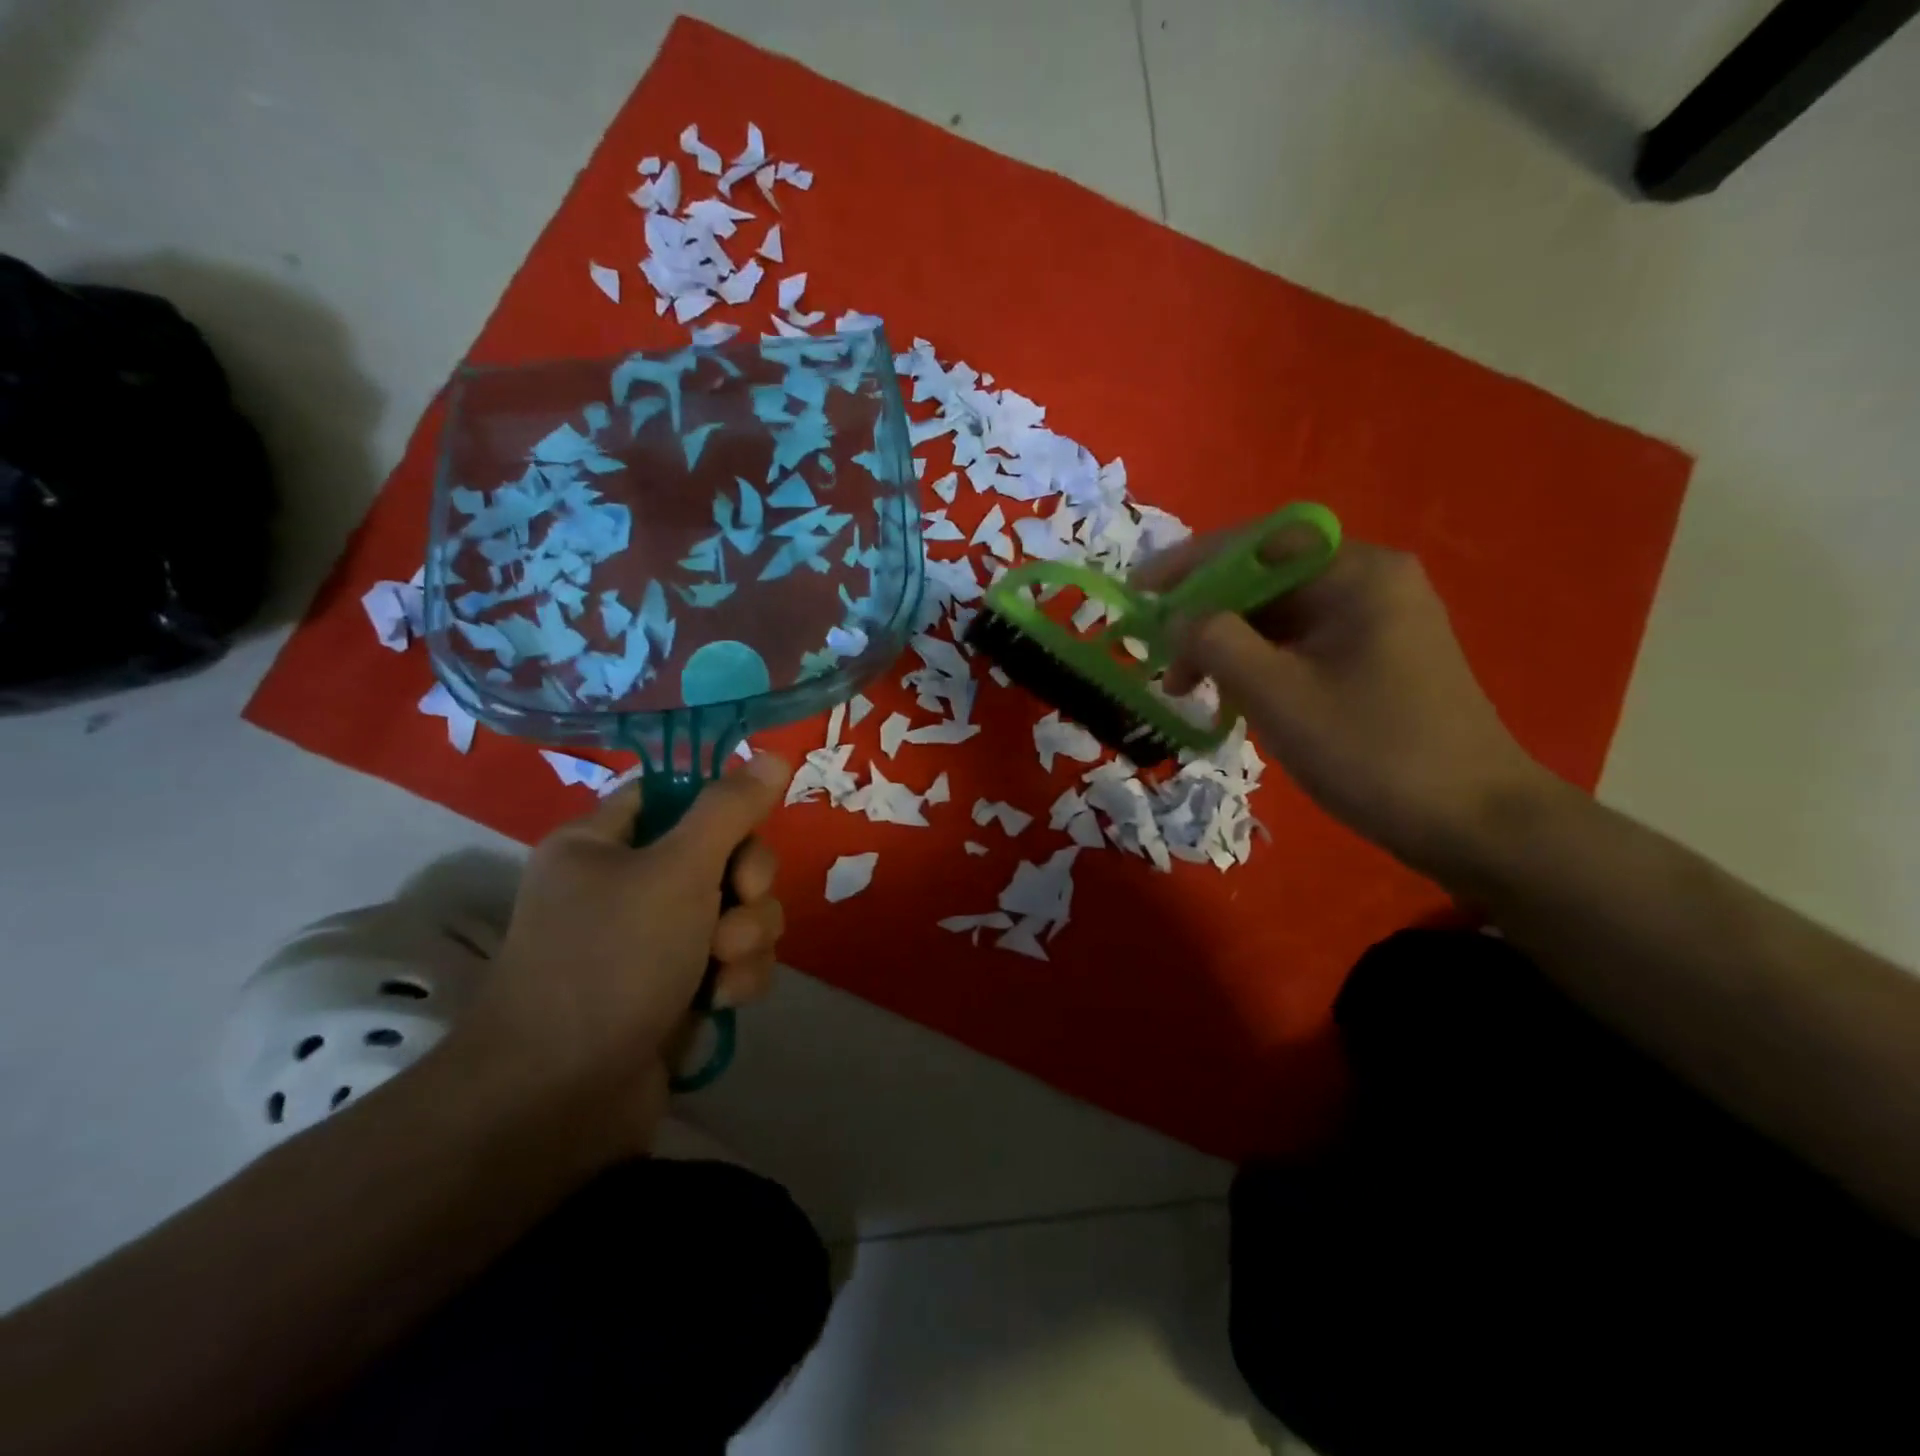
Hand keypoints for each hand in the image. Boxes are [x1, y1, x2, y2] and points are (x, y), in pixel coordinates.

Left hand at [447, 753, 791, 1161]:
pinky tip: (724, 1001)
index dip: (720, 807)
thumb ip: (730, 809)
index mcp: (604, 842)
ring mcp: (654, 941)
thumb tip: (772, 752)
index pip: (676, 794)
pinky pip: (733, 959)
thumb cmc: (610, 962)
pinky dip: (738, 976)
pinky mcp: (678, 988)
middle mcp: (627, 885)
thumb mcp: (677, 870)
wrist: (559, 1100)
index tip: (746, 831)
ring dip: (748, 937)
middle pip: (723, 854)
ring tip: (722, 971)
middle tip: (735, 906)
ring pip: (739, 910)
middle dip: (745, 885)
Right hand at [1135, 524, 1551, 872]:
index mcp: (1356, 573)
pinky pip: (1300, 644)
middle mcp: (1370, 582)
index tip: (1139, 593)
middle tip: (1161, 660)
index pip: (1256, 543)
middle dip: (1205, 616)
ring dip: (1227, 646)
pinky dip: (1258, 664)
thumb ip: (1216, 643)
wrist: (1476, 823)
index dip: (1189, 564)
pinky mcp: (1376, 659)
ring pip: (1279, 616)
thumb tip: (1176, 618)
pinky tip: (1232, 698)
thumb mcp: (1279, 696)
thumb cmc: (1374, 752)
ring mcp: (1377, 622)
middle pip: (1265, 579)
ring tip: (1187, 690)